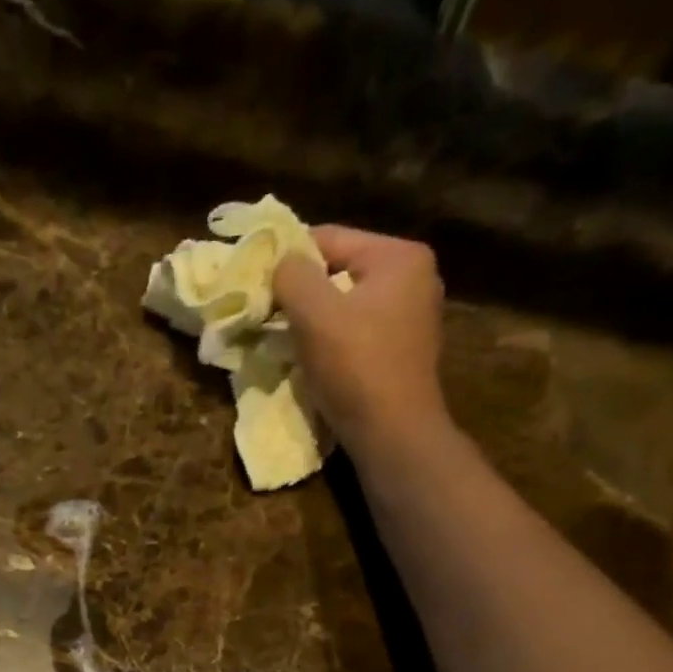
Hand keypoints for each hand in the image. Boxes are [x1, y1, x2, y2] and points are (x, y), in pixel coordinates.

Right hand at [273, 225, 448, 454]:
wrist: (392, 433)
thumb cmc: (356, 368)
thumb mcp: (315, 314)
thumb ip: (292, 277)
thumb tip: (280, 263)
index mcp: (400, 257)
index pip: (331, 238)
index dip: (288, 258)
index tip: (257, 283)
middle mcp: (415, 278)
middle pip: (340, 271)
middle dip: (302, 293)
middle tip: (268, 313)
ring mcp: (413, 317)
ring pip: (347, 305)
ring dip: (314, 320)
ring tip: (286, 338)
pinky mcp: (402, 352)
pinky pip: (357, 332)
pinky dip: (332, 341)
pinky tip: (314, 360)